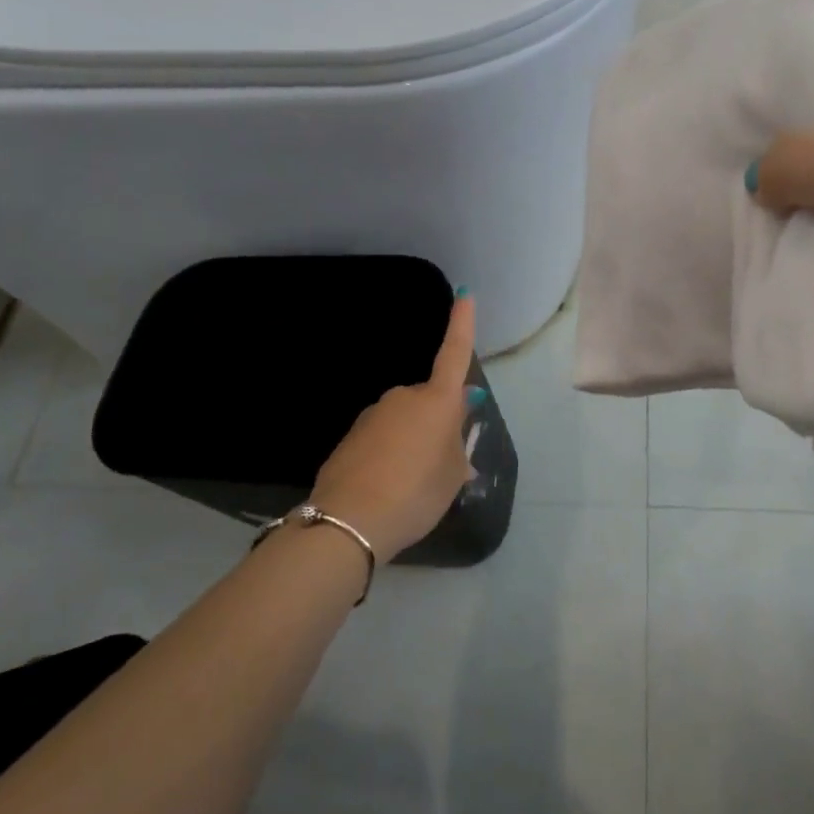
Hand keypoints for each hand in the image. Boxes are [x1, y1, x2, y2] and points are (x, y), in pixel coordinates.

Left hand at [308, 295, 479, 562]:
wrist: (350, 520)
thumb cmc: (416, 492)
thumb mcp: (452, 475)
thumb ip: (456, 447)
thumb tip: (452, 432)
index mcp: (436, 401)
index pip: (454, 354)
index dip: (462, 325)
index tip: (464, 293)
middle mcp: (403, 398)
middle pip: (429, 402)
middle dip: (437, 424)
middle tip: (441, 465)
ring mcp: (373, 415)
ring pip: (404, 423)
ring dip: (412, 443)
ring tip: (412, 485)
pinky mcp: (350, 437)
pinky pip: (381, 440)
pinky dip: (389, 456)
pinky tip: (387, 488)